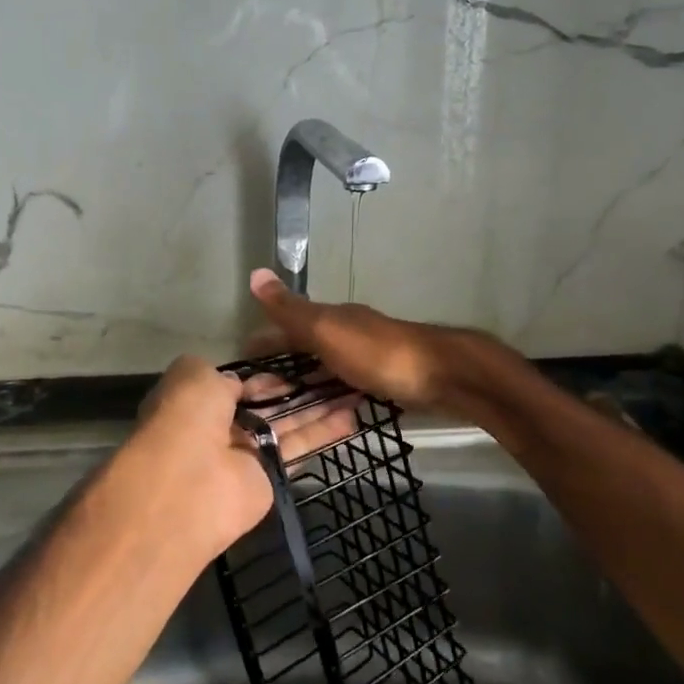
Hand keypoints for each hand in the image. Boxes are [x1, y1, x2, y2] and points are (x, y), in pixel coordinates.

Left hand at [109, 354, 357, 560]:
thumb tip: (243, 383)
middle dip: (300, 388)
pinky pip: (300, 448)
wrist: (188, 485)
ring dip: (320, 406)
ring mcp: (248, 453)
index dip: (267, 374)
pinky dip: (325, 432)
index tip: (299, 361)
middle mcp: (223, 427)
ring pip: (289, 423)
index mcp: (198, 401)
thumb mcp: (194, 375)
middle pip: (269, 403)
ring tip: (356, 388)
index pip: (239, 385)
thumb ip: (224, 375)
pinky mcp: (272, 477)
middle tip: (338, 370)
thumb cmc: (186, 418)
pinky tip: (353, 416)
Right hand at [247, 268, 488, 412]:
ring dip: (306, 383)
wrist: (442, 375)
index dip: (264, 342)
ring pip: (327, 369)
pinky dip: (331, 395)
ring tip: (285, 410)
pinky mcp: (386, 380)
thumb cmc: (378, 353)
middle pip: (307, 348)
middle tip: (259, 396)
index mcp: (332, 318)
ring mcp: (368, 357)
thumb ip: (291, 310)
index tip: (241, 365)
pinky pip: (347, 386)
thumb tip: (256, 272)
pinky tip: (327, 411)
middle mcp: (348, 332)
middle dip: (282, 367)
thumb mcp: (327, 330)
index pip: (287, 326)